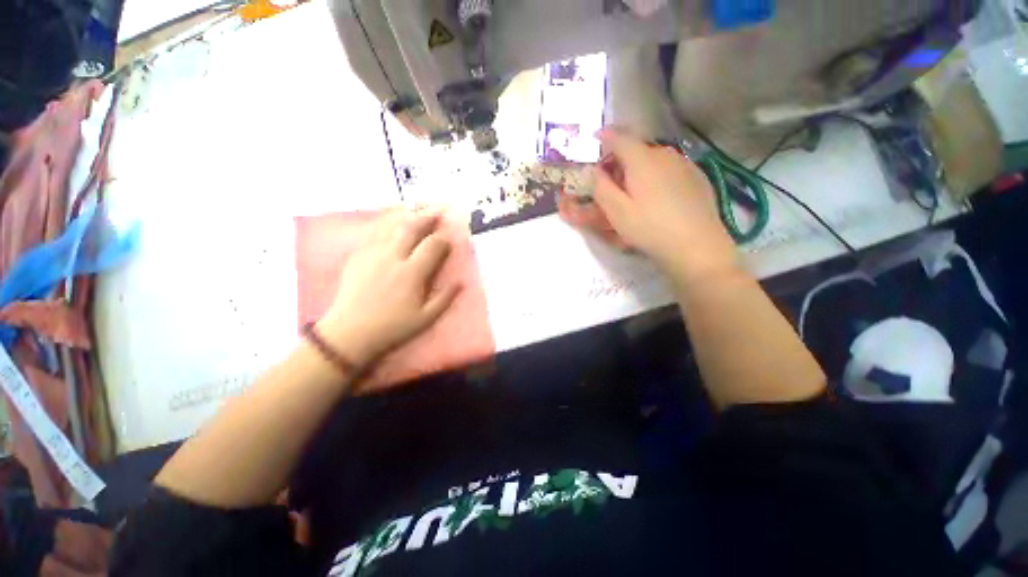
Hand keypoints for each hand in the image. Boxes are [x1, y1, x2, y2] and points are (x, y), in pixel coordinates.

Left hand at [316, 208, 460, 371]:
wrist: (349, 333)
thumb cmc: (392, 327)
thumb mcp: (425, 319)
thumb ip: (445, 298)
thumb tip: (461, 282)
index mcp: (412, 273)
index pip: (433, 246)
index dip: (444, 239)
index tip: (449, 239)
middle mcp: (393, 257)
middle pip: (412, 228)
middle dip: (427, 217)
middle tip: (437, 210)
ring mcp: (372, 254)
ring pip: (391, 225)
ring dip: (407, 215)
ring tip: (417, 206)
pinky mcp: (358, 256)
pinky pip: (373, 232)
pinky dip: (385, 222)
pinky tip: (391, 219)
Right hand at [591, 130, 738, 283]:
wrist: (696, 246)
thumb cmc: (650, 228)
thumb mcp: (616, 212)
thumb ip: (601, 188)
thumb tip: (593, 170)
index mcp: (642, 159)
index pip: (619, 137)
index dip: (604, 137)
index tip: (595, 139)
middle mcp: (665, 154)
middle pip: (637, 149)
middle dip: (620, 159)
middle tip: (610, 179)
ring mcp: (684, 164)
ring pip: (654, 159)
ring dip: (639, 168)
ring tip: (634, 190)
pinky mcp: (697, 178)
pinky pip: (670, 169)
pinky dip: (657, 175)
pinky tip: (657, 197)